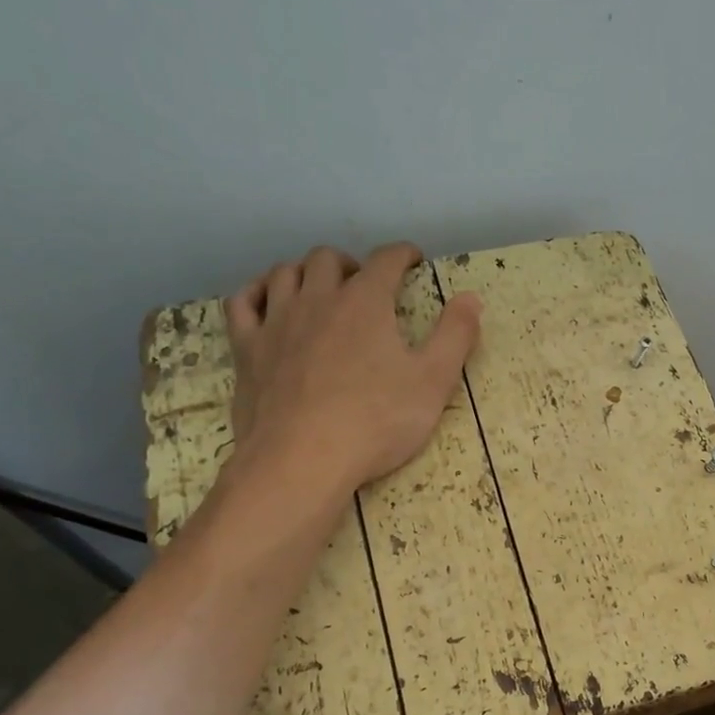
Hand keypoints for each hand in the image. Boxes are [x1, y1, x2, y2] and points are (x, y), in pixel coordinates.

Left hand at [222, 242, 481, 498]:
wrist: (303, 459)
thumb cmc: (376, 422)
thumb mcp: (433, 382)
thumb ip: (455, 336)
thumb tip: (471, 298)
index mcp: (365, 303)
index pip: (386, 260)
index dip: (403, 255)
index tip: (413, 260)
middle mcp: (317, 299)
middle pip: (328, 259)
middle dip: (351, 263)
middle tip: (366, 283)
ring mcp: (276, 322)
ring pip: (285, 274)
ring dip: (306, 273)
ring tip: (320, 289)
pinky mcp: (247, 349)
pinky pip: (242, 303)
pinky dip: (256, 292)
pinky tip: (266, 301)